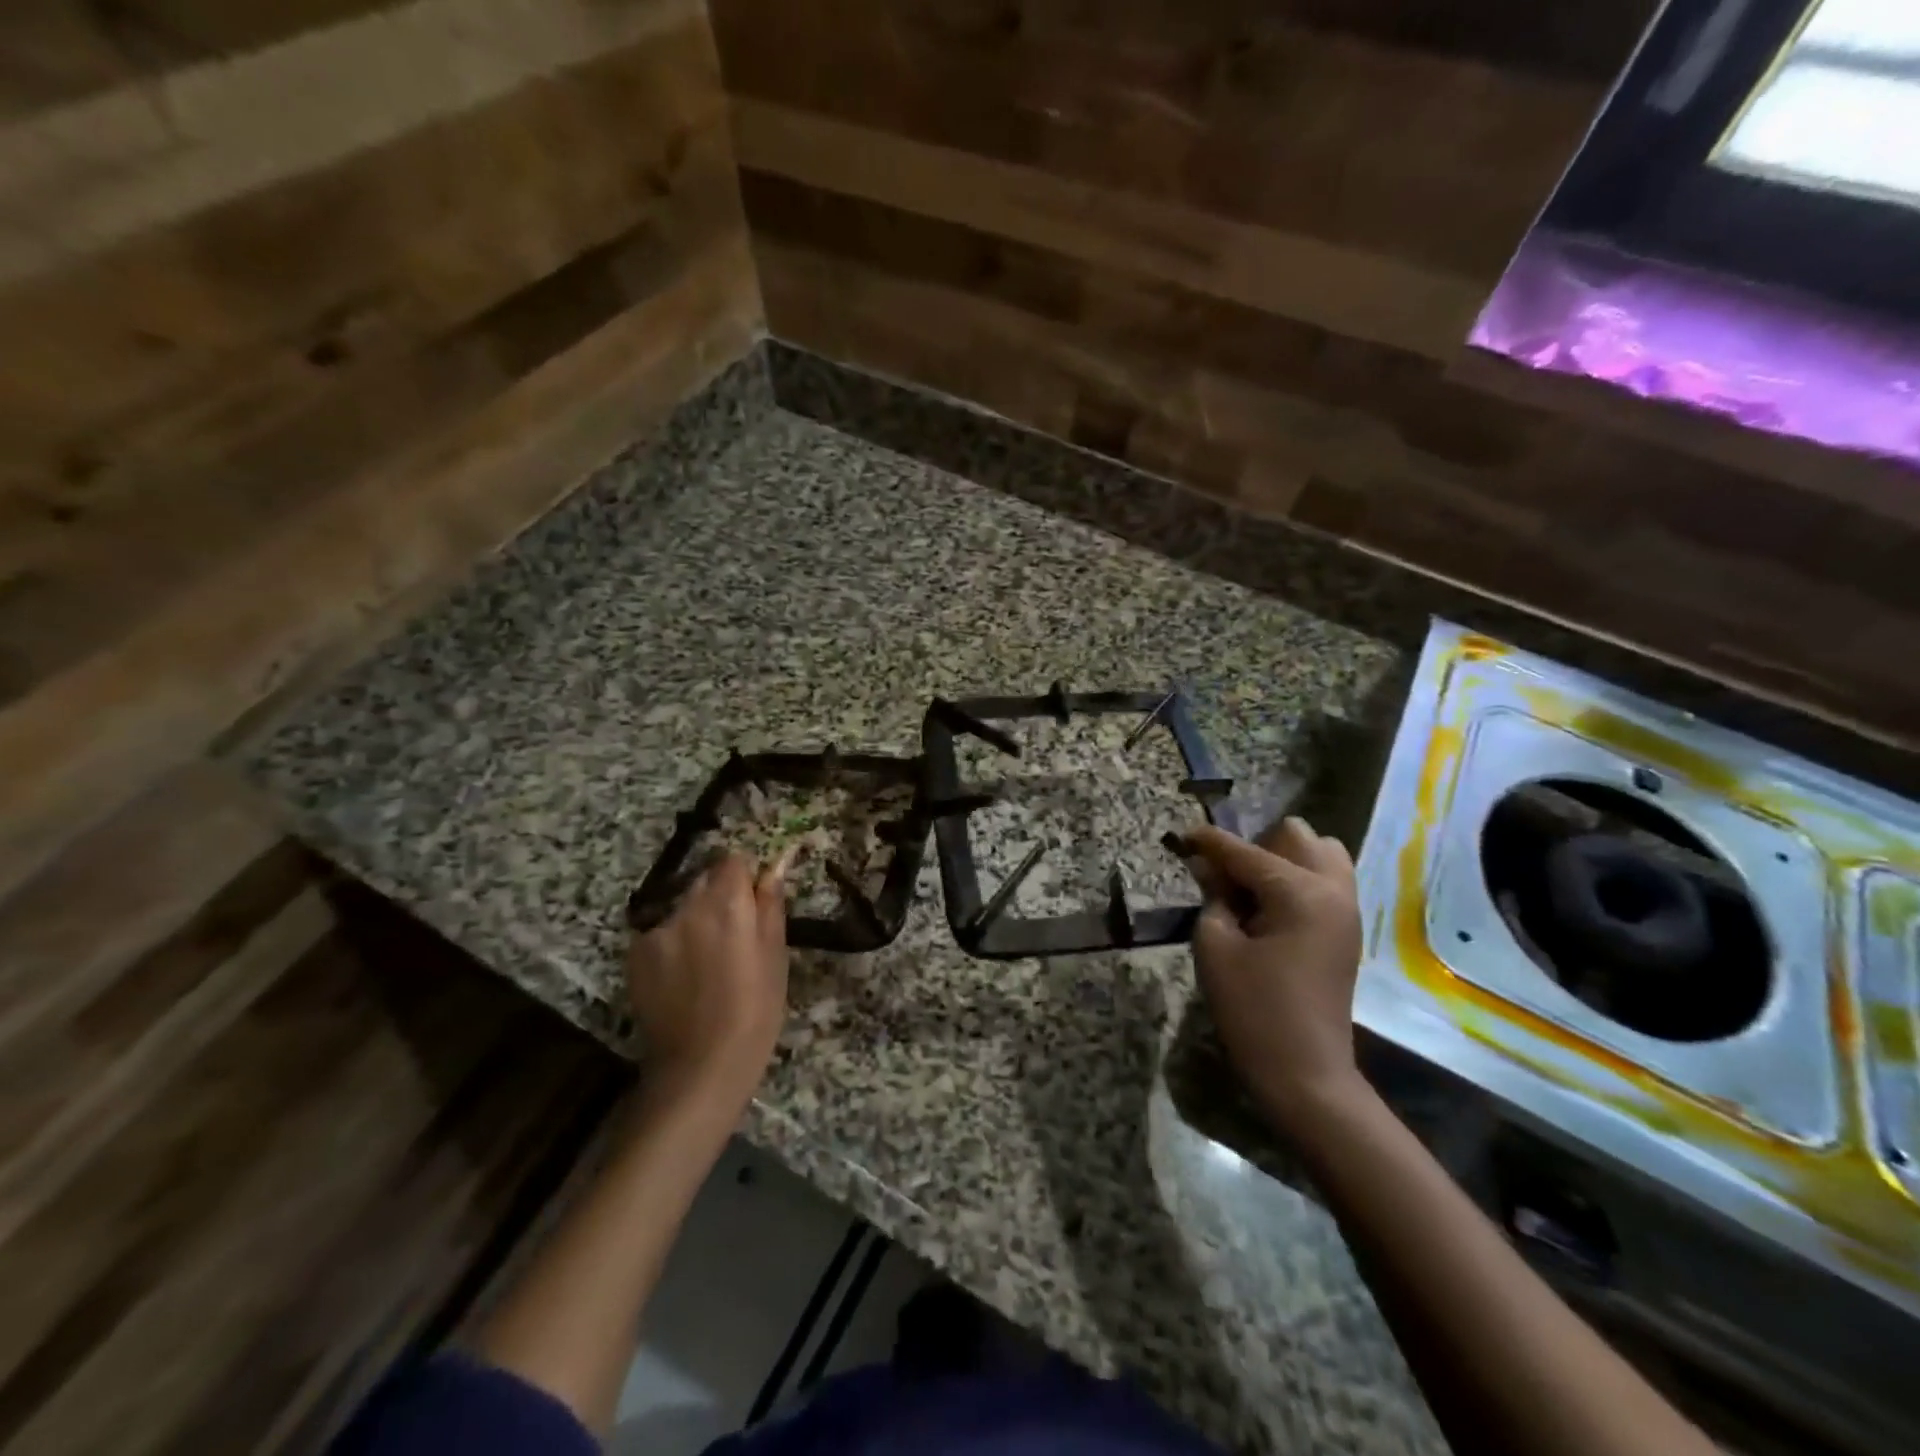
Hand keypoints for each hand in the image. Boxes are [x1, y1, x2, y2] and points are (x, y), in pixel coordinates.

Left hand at [626, 851, 789, 1105]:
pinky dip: (672, 944)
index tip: (753, 898)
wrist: (700, 1067)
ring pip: (681, 907)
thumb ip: (771, 904)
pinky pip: (660, 933)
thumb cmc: (755, 1011)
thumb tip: (773, 867)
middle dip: (720, 895)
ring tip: (707, 961)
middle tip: (734, 933)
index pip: (733, 860)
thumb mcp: (776, 956)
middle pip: (704, 879)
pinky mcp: (635, 954)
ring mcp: (657, 930)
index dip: (744, 875)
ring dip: (695, 919)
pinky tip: (683, 977)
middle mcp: (688, 906)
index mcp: (728, 903)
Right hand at [1186, 817, 1368, 1142]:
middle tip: (1227, 878)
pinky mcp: (1348, 929)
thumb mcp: (1215, 946)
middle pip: (1296, 835)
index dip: (1208, 842)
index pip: (1245, 851)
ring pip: (1321, 853)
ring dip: (1284, 858)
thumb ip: (1213, 895)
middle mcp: (1332, 889)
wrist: (1305, 1073)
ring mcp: (1347, 909)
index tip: (1182, 835)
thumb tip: (1208, 866)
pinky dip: (1299, 879)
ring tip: (1253, 890)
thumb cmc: (1252, 1009)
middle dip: (1257, 845)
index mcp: (1299, 892)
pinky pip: (1328, 880)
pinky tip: (1270, 908)